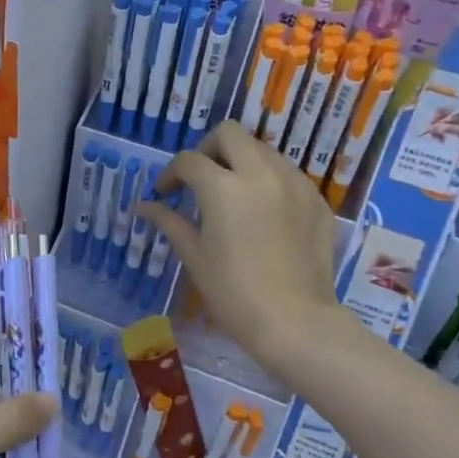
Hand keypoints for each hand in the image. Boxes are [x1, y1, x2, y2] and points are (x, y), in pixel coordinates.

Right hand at [138, 121, 351, 381]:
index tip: (165, 193)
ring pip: (263, 150)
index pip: (188, 160)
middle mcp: (260, 173)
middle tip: (201, 178)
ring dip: (241, 162)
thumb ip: (168, 221)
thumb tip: (141, 206)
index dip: (171, 173)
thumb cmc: (233, 293)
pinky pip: (288, 175)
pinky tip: (264, 213)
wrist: (296, 323)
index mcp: (223, 187)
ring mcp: (294, 184)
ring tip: (234, 194)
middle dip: (209, 149)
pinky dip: (270, 181)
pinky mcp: (317, 201)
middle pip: (230, 133)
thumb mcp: (194, 256)